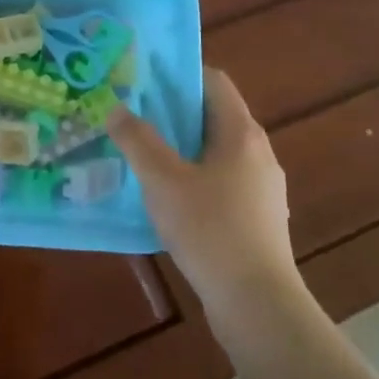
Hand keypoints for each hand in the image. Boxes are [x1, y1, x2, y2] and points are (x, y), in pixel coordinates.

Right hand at [107, 68, 299, 314]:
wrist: (257, 304)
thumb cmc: (210, 230)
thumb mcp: (163, 181)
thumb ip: (138, 141)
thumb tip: (116, 108)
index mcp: (240, 133)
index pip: (214, 81)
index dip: (180, 73)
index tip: (144, 78)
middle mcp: (258, 152)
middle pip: (213, 115)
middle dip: (174, 112)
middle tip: (133, 114)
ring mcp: (262, 187)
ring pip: (216, 151)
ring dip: (183, 147)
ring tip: (144, 154)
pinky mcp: (258, 217)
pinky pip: (222, 180)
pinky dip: (195, 176)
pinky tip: (169, 198)